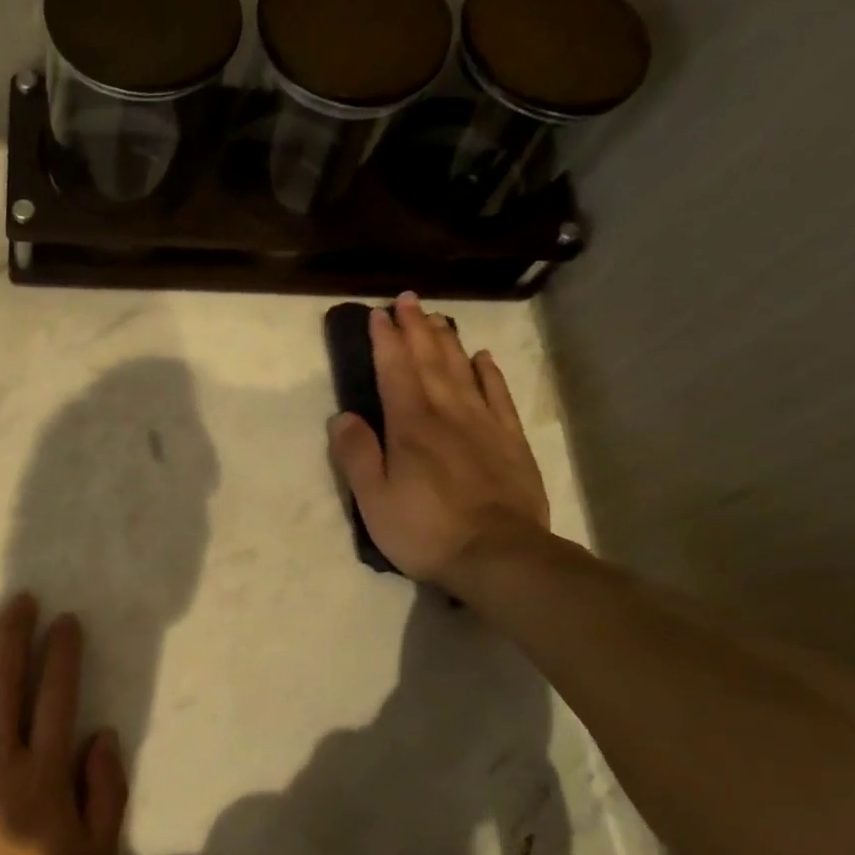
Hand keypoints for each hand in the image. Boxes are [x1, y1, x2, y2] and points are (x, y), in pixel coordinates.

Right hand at [328, 293, 550, 585]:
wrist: (499, 554)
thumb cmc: (425, 530)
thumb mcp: (374, 500)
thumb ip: (357, 455)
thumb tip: (343, 416)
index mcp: (410, 426)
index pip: (395, 371)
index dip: (385, 341)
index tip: (378, 314)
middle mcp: (447, 414)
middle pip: (430, 361)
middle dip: (416, 329)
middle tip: (408, 300)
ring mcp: (484, 425)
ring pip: (463, 371)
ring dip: (448, 341)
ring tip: (438, 318)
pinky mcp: (510, 442)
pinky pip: (498, 396)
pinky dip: (488, 373)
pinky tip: (482, 358)